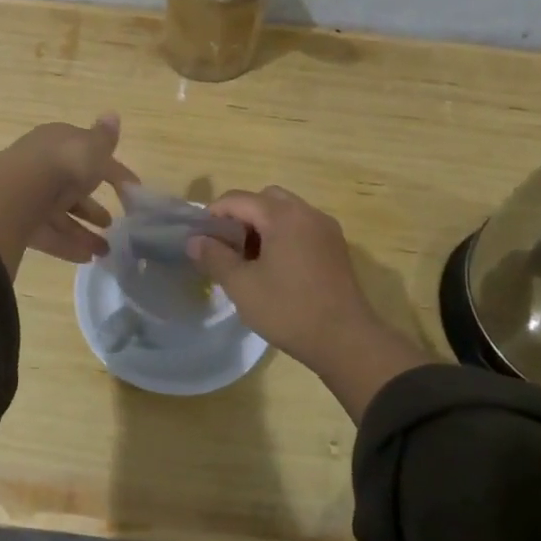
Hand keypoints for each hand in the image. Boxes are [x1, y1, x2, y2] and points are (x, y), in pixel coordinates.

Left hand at [0, 114, 136, 277]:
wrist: (17, 193)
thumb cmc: (63, 164)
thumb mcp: (92, 147)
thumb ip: (104, 138)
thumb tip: (112, 114)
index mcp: (58, 143)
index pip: (90, 155)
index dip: (113, 172)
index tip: (133, 191)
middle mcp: (42, 166)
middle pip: (72, 188)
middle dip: (93, 207)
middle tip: (113, 222)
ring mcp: (29, 196)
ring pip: (61, 215)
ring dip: (84, 232)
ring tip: (106, 250)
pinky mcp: (20, 223)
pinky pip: (49, 235)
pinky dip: (68, 246)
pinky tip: (88, 258)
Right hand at [189, 186, 424, 421]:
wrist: (346, 341)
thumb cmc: (289, 309)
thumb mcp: (242, 285)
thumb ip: (214, 257)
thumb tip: (194, 240)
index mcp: (283, 215)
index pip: (238, 199)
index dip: (213, 214)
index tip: (200, 239)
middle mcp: (307, 213)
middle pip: (264, 199)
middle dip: (241, 216)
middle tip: (227, 246)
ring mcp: (326, 229)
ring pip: (285, 212)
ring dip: (263, 226)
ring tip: (249, 260)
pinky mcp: (336, 248)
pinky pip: (302, 228)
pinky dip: (283, 236)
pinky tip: (275, 268)